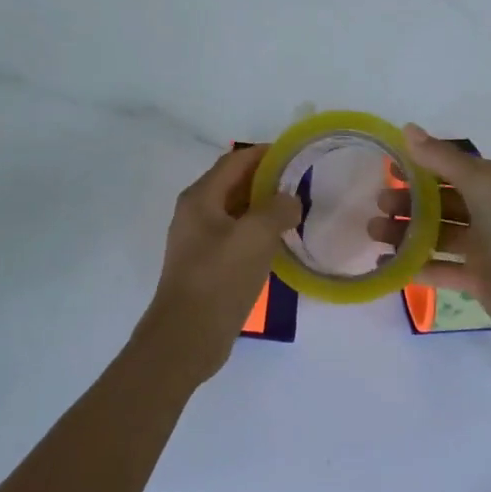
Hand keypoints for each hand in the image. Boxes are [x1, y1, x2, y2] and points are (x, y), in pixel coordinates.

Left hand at [138, 145, 302, 383]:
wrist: (186, 337)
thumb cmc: (219, 279)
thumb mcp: (255, 237)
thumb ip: (277, 209)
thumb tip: (290, 201)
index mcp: (200, 198)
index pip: (235, 161)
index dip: (265, 154)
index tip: (296, 154)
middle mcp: (196, 213)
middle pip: (235, 184)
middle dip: (268, 180)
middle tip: (303, 183)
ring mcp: (200, 241)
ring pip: (237, 212)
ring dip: (264, 208)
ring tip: (298, 211)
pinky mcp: (207, 265)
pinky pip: (236, 237)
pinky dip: (258, 233)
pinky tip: (281, 243)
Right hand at [369, 124, 490, 359]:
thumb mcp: (481, 184)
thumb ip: (442, 159)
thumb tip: (407, 128)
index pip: (450, 168)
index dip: (419, 167)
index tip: (386, 169)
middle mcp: (490, 211)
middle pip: (440, 202)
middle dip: (408, 202)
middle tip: (378, 206)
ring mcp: (484, 247)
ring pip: (437, 234)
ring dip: (406, 232)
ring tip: (373, 234)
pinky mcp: (478, 278)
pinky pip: (440, 267)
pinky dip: (415, 265)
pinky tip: (387, 265)